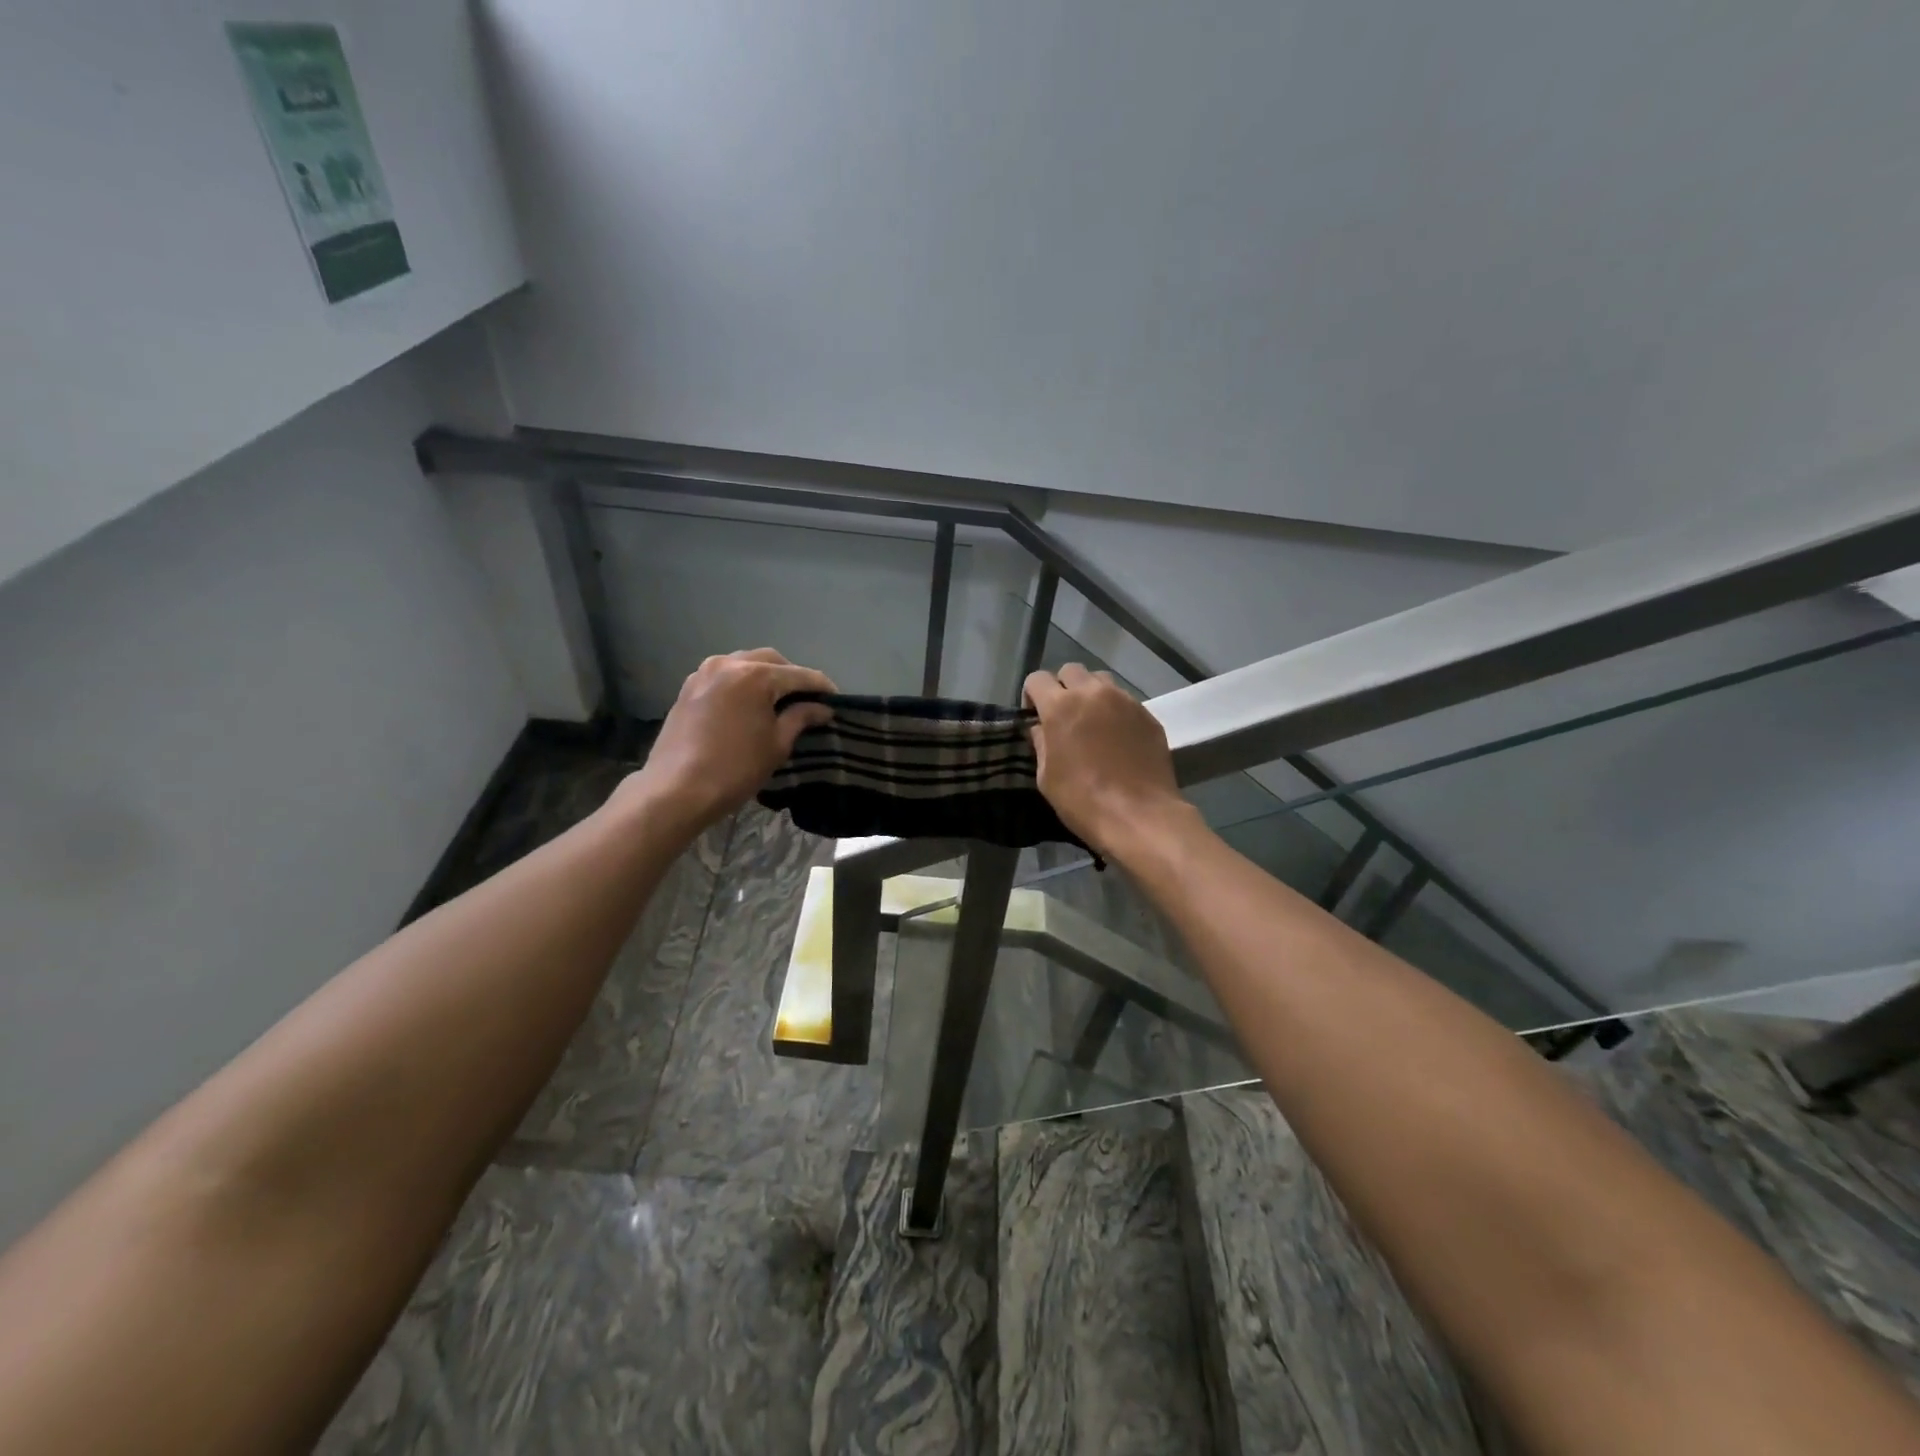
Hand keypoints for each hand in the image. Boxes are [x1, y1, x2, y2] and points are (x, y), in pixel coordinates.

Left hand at [622, 649, 835, 835]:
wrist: (676, 790)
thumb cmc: (735, 768)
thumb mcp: (777, 744)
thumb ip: (801, 718)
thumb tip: (822, 708)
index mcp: (755, 675)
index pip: (799, 675)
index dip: (822, 687)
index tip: (836, 700)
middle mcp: (729, 664)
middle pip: (771, 661)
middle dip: (792, 676)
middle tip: (807, 699)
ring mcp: (704, 673)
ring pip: (744, 663)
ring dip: (765, 675)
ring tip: (778, 699)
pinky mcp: (688, 688)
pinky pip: (724, 675)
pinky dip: (741, 683)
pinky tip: (749, 703)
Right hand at [1023, 663, 1189, 857]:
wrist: (1139, 816)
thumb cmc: (1083, 800)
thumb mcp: (1046, 777)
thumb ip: (1041, 743)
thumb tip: (1041, 728)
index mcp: (1061, 706)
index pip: (1037, 678)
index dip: (1031, 695)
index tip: (1035, 717)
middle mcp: (1093, 693)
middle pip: (1071, 670)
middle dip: (1062, 688)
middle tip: (1064, 716)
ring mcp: (1125, 701)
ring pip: (1101, 681)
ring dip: (1091, 694)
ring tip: (1092, 723)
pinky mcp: (1148, 715)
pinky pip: (1125, 701)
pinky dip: (1115, 711)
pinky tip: (1117, 739)